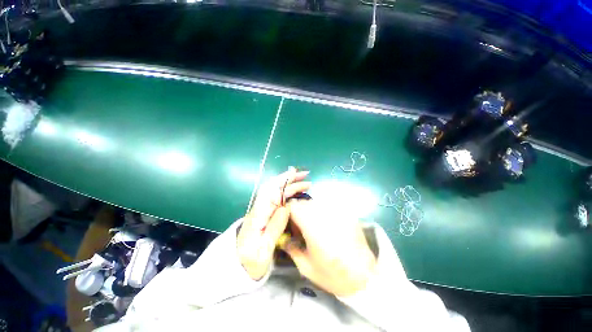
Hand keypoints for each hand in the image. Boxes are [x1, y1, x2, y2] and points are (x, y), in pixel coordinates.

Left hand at [237, 168, 310, 279]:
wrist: (237, 268)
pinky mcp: (267, 216)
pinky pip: (279, 201)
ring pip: (278, 194)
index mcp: (258, 216)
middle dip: (290, 180)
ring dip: (291, 186)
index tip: (294, 174)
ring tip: (305, 183)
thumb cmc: (250, 261)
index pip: (269, 192)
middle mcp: (260, 209)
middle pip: (274, 190)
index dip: (282, 181)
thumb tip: (287, 207)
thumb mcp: (263, 250)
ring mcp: (263, 212)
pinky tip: (297, 194)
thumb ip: (274, 228)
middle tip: (305, 176)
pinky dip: (289, 194)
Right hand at [282, 200, 376, 296]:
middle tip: (302, 227)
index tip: (289, 224)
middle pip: (304, 203)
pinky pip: (329, 207)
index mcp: (312, 226)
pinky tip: (328, 226)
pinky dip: (323, 213)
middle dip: (299, 212)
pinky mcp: (347, 213)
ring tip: (315, 227)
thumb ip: (291, 248)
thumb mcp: (306, 267)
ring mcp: (338, 211)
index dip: (288, 213)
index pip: (294, 207)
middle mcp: (324, 214)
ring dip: (311, 212)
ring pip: (316, 203)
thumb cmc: (332, 274)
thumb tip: (284, 238)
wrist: (364, 277)